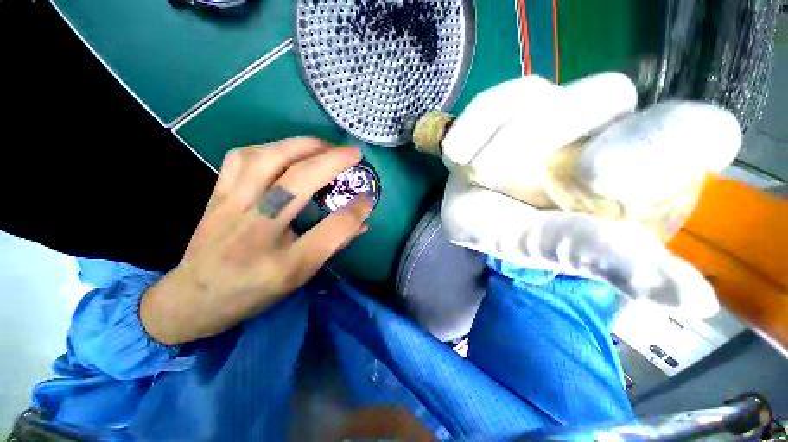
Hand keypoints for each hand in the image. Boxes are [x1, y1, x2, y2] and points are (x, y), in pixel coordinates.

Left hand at [140, 138, 371, 344]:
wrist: (193, 299)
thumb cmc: (254, 293)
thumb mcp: (301, 277)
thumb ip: (333, 245)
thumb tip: (361, 222)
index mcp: (285, 263)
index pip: (332, 229)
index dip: (356, 209)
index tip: (369, 196)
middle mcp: (258, 232)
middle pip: (298, 182)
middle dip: (333, 161)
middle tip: (353, 153)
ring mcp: (231, 209)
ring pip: (267, 159)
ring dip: (302, 146)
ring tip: (323, 146)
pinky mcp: (215, 196)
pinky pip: (241, 158)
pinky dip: (269, 148)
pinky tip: (285, 152)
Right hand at [440, 73, 741, 317]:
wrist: (475, 222)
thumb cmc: (523, 241)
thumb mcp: (560, 252)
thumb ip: (614, 261)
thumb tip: (697, 302)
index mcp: (637, 168)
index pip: (692, 129)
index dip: (666, 138)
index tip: (601, 176)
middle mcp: (601, 126)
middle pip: (605, 95)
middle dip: (554, 132)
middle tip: (506, 173)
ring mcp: (549, 107)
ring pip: (540, 96)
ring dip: (504, 140)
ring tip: (477, 173)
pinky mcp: (506, 107)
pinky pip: (494, 101)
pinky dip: (473, 126)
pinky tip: (457, 155)